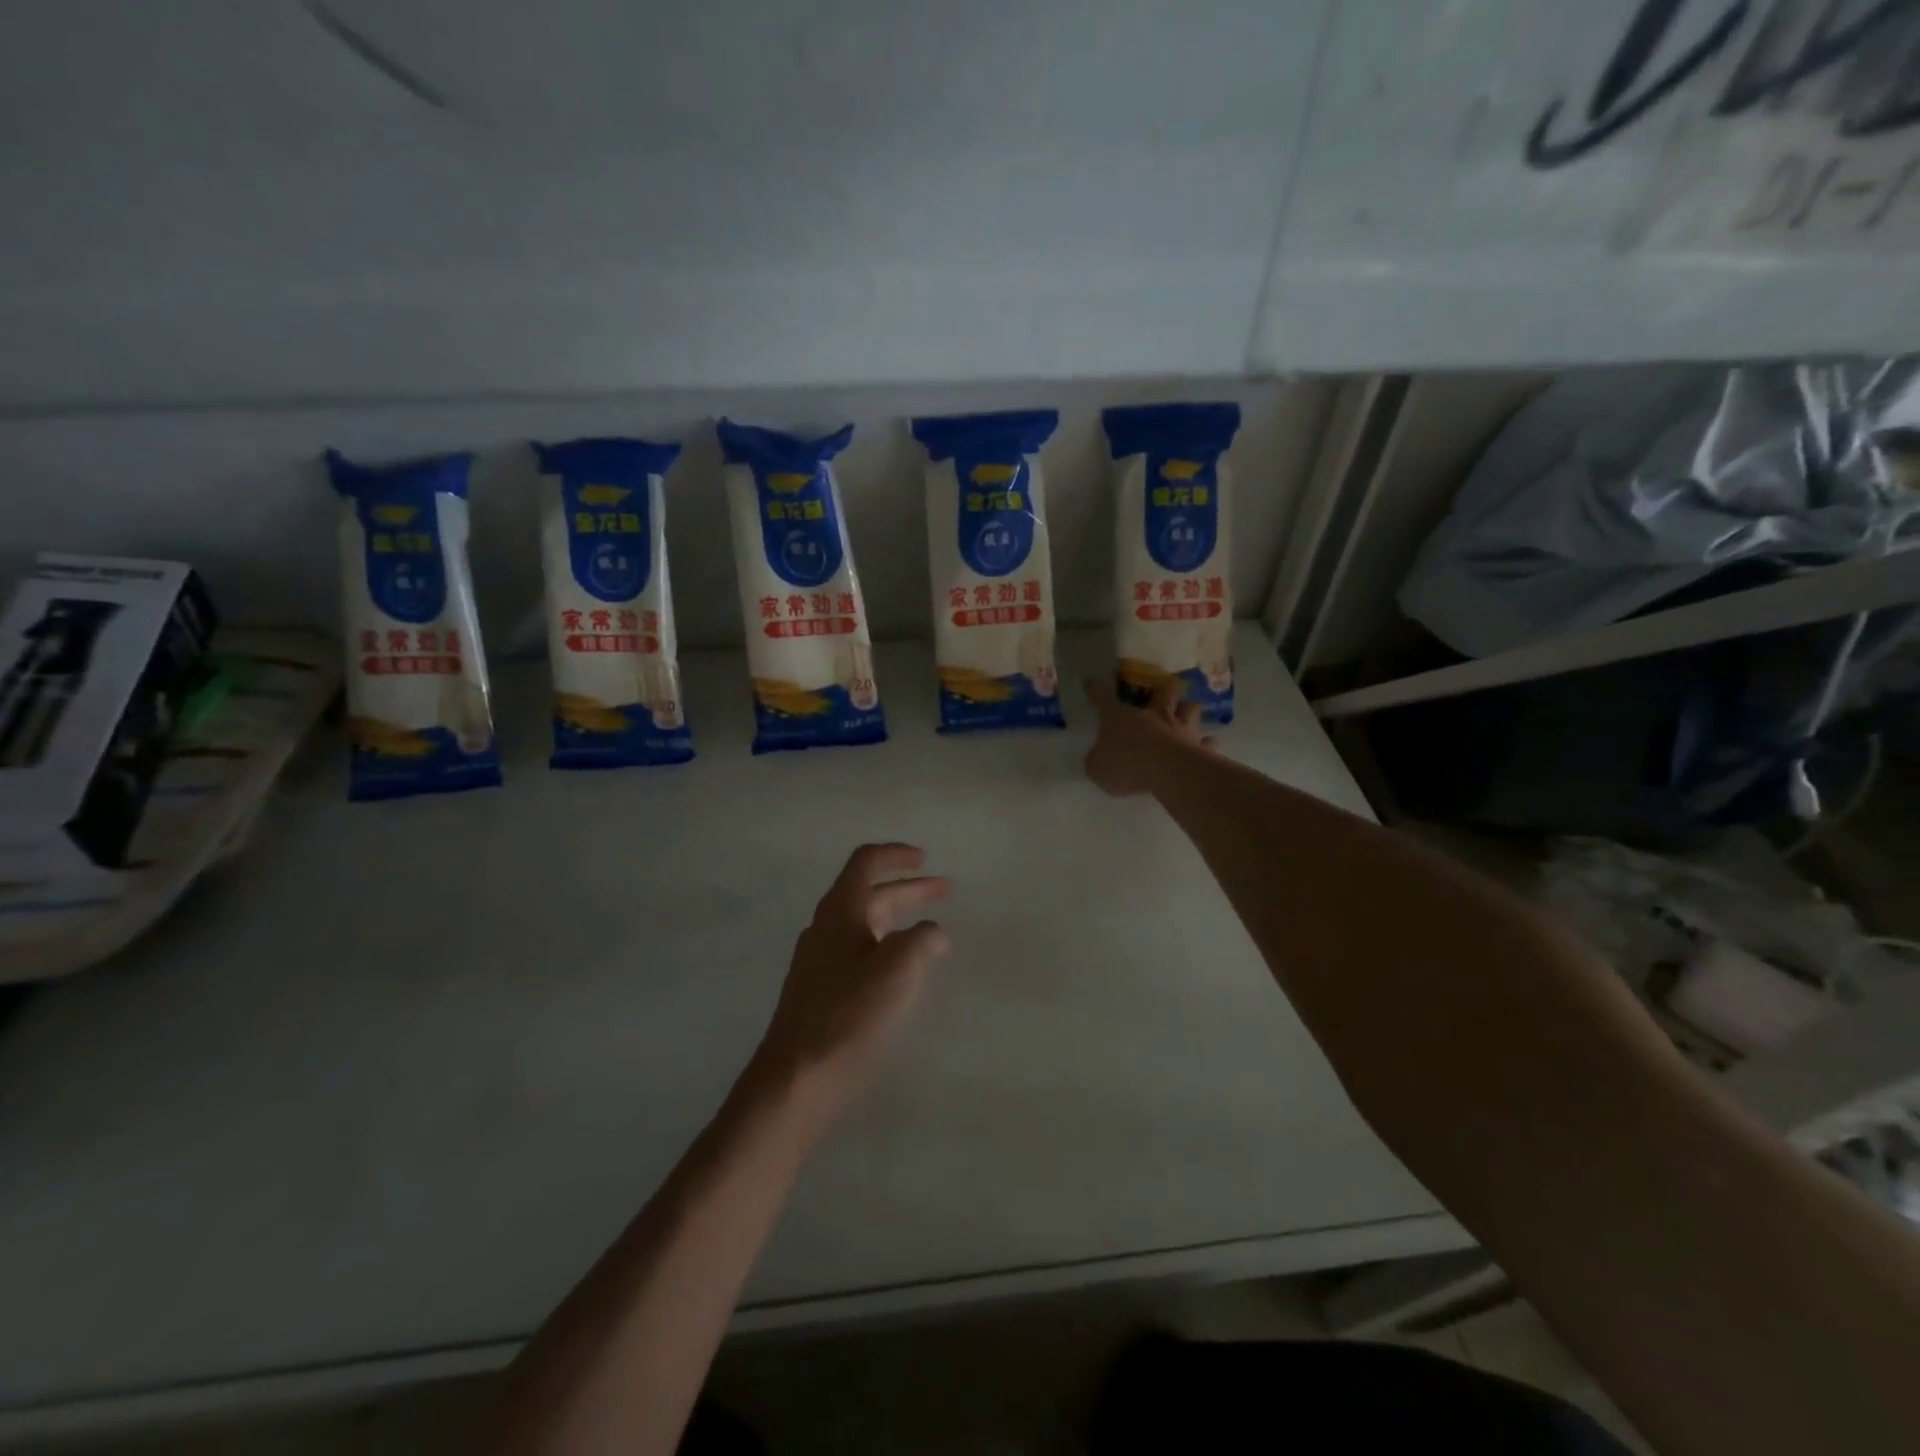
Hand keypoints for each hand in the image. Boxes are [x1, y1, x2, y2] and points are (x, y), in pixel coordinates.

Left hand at [755, 843, 950, 1117]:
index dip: (896, 854)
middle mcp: (825, 927)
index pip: (866, 862)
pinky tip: (901, 971)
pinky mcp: (819, 991)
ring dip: (897, 918)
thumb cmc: (851, 1013)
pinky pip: (857, 952)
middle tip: (943, 891)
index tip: (925, 858)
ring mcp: (818, 960)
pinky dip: (885, 947)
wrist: (797, 1078)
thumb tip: (932, 933)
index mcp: (840, 910)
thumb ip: (924, 939)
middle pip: (868, 893)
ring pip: (863, 924)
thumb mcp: (900, 968)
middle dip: (908, 889)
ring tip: (930, 932)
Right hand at [1082, 675, 1216, 797]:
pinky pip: (1207, 742)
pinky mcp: (1199, 746)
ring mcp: (1180, 728)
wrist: (1167, 772)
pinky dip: (1206, 743)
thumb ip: (1097, 760)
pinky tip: (1205, 744)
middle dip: (1163, 687)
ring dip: (1188, 709)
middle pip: (1163, 690)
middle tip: (1163, 689)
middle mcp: (1154, 715)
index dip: (1095, 690)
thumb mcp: (1097, 768)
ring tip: (1186, 715)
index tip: (1090, 681)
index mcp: (1121, 717)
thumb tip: (1098, 757)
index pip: (1103, 698)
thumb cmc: (1126, 765)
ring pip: (1190, 708)